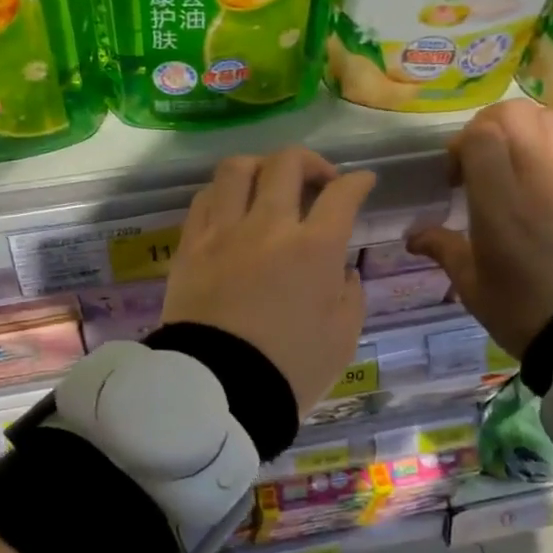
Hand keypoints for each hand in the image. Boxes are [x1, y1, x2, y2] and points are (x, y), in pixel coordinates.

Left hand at [162, 147, 375, 411]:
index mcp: (314, 248)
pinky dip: (224, 192)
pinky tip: (232, 207)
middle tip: (319, 181)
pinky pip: (204, 199)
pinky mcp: (190, 246)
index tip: (362, 182)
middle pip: (287, 164)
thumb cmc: (291, 369)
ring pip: (237, 168)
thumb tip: (342, 269)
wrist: (220, 390)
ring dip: (261, 166)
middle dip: (311, 162)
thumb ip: (350, 293)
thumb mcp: (343, 337)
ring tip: (269, 183)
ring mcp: (223, 232)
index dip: (358, 182)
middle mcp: (268, 226)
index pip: (341, 195)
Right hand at [408, 101, 552, 358]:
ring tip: (516, 162)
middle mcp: (541, 180)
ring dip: (525, 130)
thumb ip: (442, 247)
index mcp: (501, 205)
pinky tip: (549, 172)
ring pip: (551, 119)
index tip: (456, 177)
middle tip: (481, 161)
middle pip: (516, 114)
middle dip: (489, 127)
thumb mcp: (472, 285)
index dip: (461, 145)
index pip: (481, 136)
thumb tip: (413, 236)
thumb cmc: (524, 311)